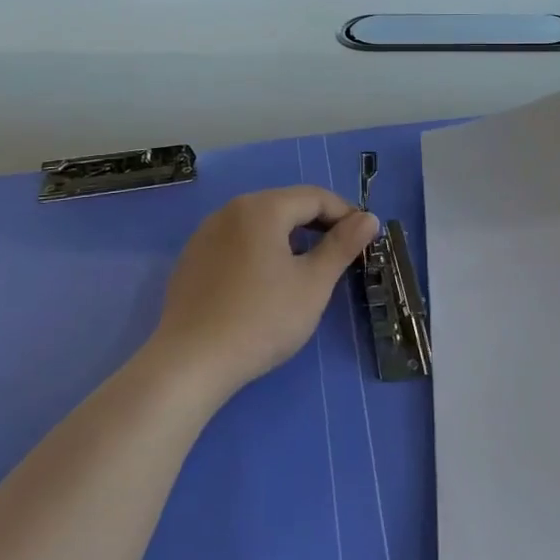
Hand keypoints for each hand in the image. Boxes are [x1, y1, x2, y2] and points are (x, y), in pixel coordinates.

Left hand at [152, 186, 378, 398]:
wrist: (191, 362)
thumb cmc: (262, 319)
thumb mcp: (313, 284)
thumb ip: (342, 246)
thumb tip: (368, 218)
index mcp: (262, 208)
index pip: (315, 197)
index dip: (345, 214)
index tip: (365, 239)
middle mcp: (230, 210)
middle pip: (285, 205)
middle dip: (318, 224)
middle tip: (341, 254)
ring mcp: (206, 234)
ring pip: (260, 224)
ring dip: (289, 238)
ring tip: (307, 269)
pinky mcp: (192, 259)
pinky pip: (237, 242)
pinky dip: (261, 251)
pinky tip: (266, 284)